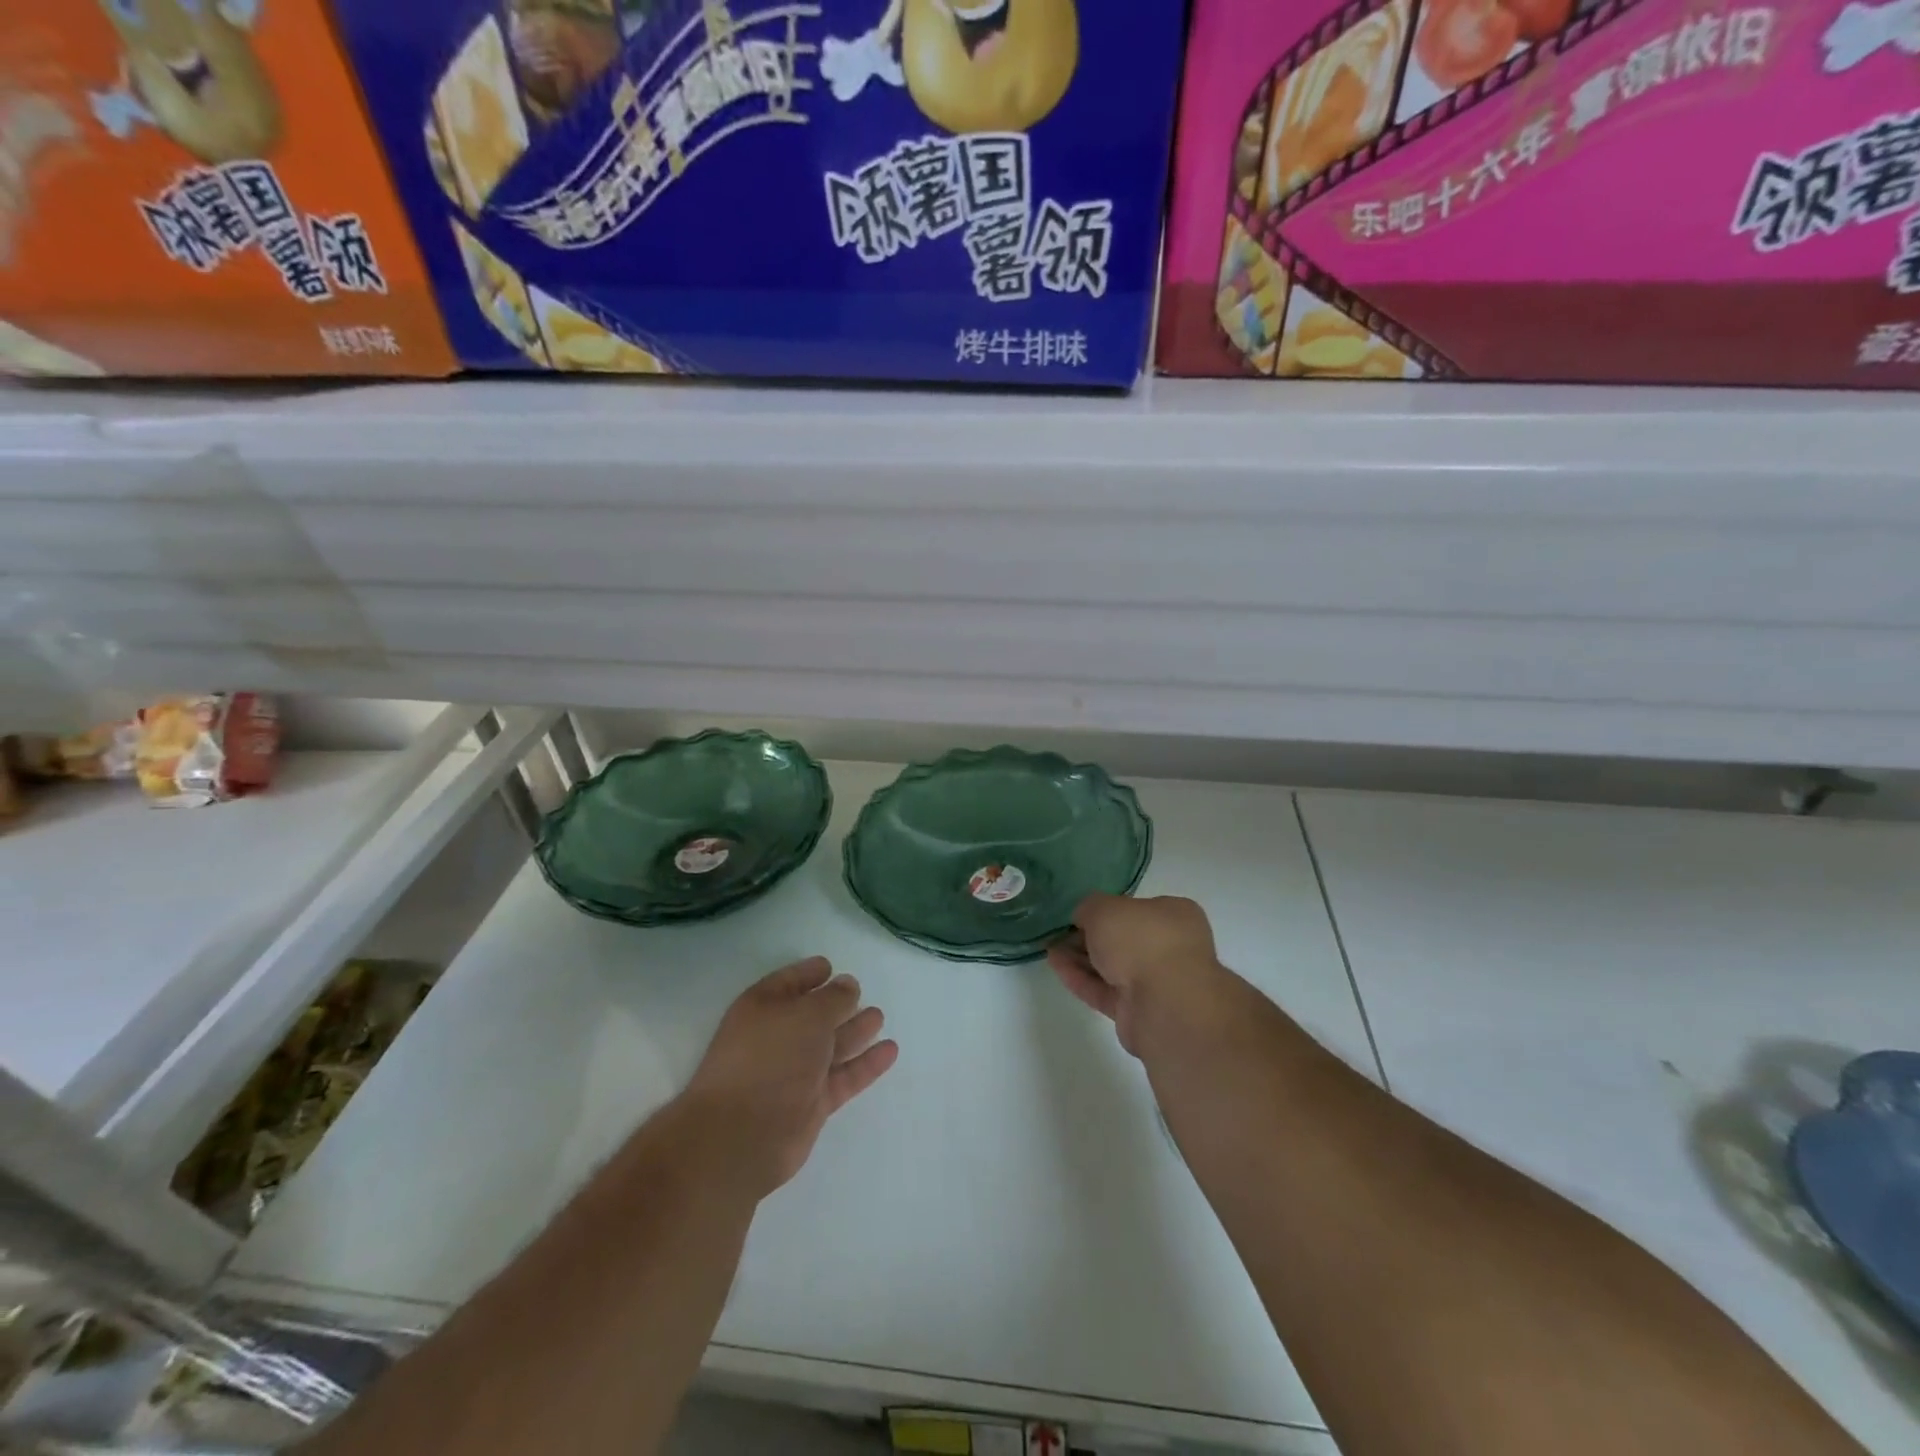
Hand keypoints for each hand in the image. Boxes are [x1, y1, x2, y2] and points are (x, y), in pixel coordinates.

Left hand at [681, 957, 898, 1197]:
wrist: (742, 1136)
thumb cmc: (770, 1058)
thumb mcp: (806, 1015)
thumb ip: (833, 998)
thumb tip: (848, 985)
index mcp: (762, 1008)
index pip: (788, 983)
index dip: (808, 973)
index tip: (831, 966)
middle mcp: (776, 1038)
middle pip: (811, 1015)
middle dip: (836, 1004)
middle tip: (861, 992)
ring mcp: (793, 1073)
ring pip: (830, 1046)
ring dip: (854, 1031)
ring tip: (878, 1016)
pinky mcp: (810, 1104)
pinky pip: (843, 1077)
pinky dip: (865, 1064)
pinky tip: (890, 1050)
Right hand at [1047, 894, 1236, 1056]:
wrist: (1164, 1004)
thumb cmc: (1142, 940)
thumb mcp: (1105, 908)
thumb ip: (1089, 908)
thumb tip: (1083, 918)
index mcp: (1175, 915)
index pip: (1137, 908)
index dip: (1106, 910)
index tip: (1079, 914)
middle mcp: (1170, 947)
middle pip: (1122, 939)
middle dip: (1089, 937)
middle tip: (1060, 934)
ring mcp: (1156, 983)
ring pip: (1113, 967)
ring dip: (1081, 958)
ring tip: (1050, 949)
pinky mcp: (1139, 1012)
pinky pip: (1105, 991)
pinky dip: (1081, 979)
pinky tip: (1056, 967)